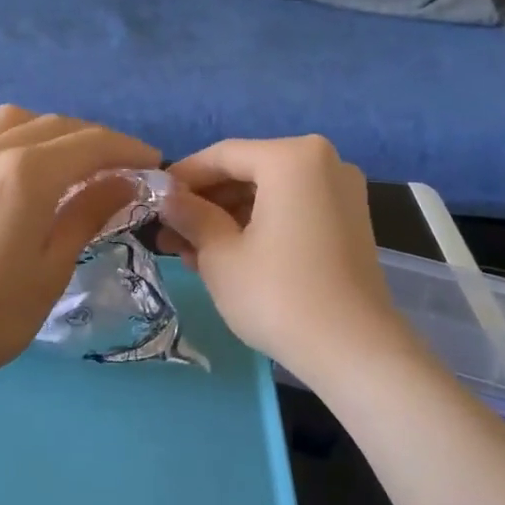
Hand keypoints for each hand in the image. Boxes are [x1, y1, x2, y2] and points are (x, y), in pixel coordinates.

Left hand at [0, 106, 158, 397]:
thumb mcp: (51, 268)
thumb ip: (88, 214)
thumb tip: (125, 182)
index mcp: (26, 173)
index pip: (92, 143)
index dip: (128, 150)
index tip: (154, 163)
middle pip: (58, 125)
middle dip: (98, 140)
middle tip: (124, 168)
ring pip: (19, 119)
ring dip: (56, 132)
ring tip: (75, 163)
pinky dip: (16, 137)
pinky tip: (22, 166)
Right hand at [160, 136, 414, 384]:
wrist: (352, 349)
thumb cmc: (277, 294)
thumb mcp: (220, 255)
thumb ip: (190, 215)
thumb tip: (167, 197)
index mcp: (292, 158)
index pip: (223, 155)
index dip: (182, 177)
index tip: (152, 200)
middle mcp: (324, 162)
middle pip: (248, 172)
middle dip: (205, 202)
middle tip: (167, 232)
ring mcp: (341, 192)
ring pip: (269, 194)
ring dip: (227, 217)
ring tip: (188, 251)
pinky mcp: (348, 222)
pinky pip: (292, 210)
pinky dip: (258, 226)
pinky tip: (224, 255)